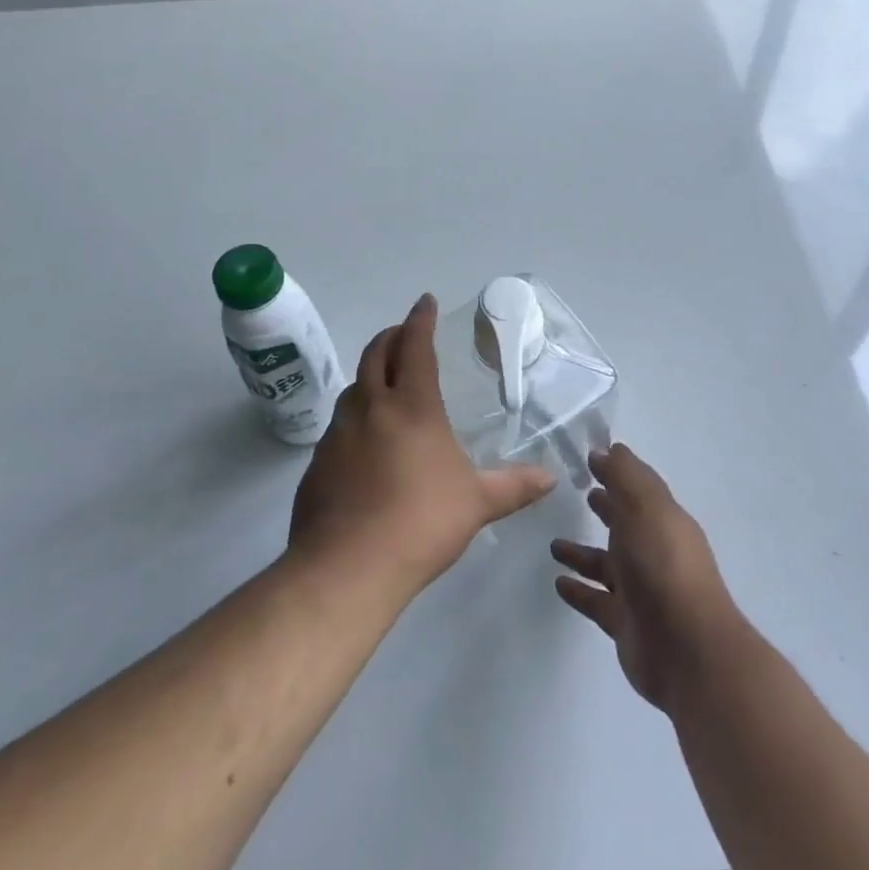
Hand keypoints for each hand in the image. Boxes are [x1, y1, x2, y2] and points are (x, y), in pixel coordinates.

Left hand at [289, 294, 555, 600]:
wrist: (347, 568)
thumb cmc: (421, 523)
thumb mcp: (476, 503)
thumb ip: (513, 486)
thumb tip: (551, 478)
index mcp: (413, 406)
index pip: (415, 347)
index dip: (420, 320)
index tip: (425, 301)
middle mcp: (371, 408)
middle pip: (376, 355)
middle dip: (391, 336)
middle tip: (403, 332)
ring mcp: (339, 434)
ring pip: (353, 388)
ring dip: (369, 374)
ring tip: (384, 382)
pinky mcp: (317, 464)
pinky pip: (338, 425)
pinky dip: (354, 415)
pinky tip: (364, 440)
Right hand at [551, 444, 745, 711]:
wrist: (687, 649)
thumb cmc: (664, 565)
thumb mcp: (645, 507)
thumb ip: (625, 476)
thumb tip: (608, 449)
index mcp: (663, 520)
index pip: (638, 488)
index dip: (617, 472)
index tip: (591, 458)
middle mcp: (654, 551)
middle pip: (625, 524)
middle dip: (607, 508)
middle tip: (581, 492)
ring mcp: (641, 590)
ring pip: (607, 565)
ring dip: (583, 553)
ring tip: (553, 543)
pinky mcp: (626, 624)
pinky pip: (597, 601)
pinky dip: (579, 590)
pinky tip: (557, 582)